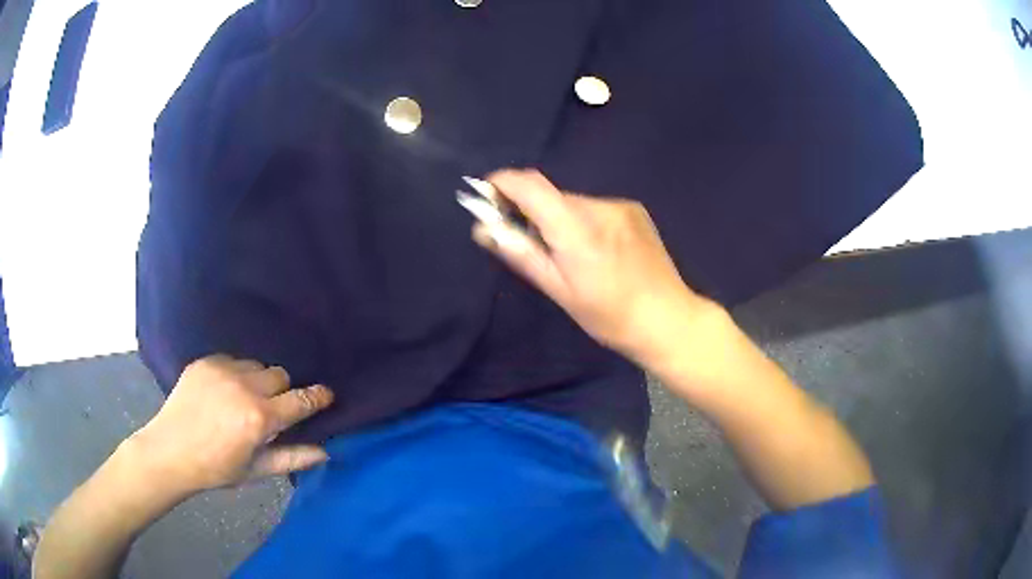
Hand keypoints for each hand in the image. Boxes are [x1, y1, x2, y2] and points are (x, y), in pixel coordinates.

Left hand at [128, 355, 333, 497]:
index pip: (299, 400)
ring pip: (257, 366)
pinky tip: (222, 392)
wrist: (170, 450)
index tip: (327, 394)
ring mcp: (222, 370)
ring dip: (258, 381)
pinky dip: (235, 374)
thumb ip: (291, 458)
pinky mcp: (205, 361)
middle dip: (281, 391)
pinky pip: (233, 360)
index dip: (316, 397)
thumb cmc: (216, 468)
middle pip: (280, 375)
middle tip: (269, 410)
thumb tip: (325, 451)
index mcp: (259, 418)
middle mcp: (244, 387)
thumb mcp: (255, 470)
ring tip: (242, 400)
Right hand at [472, 169, 717, 361]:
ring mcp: (620, 206)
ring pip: (573, 203)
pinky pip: (595, 208)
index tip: (486, 194)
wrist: (668, 319)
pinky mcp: (635, 210)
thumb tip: (483, 228)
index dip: (503, 183)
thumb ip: (521, 254)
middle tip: (524, 239)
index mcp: (577, 229)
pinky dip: (582, 221)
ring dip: (559, 218)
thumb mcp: (559, 291)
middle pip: (551, 195)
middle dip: (530, 210)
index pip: (530, 186)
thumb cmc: (609, 316)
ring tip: (567, 254)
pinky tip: (595, 251)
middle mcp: (599, 207)